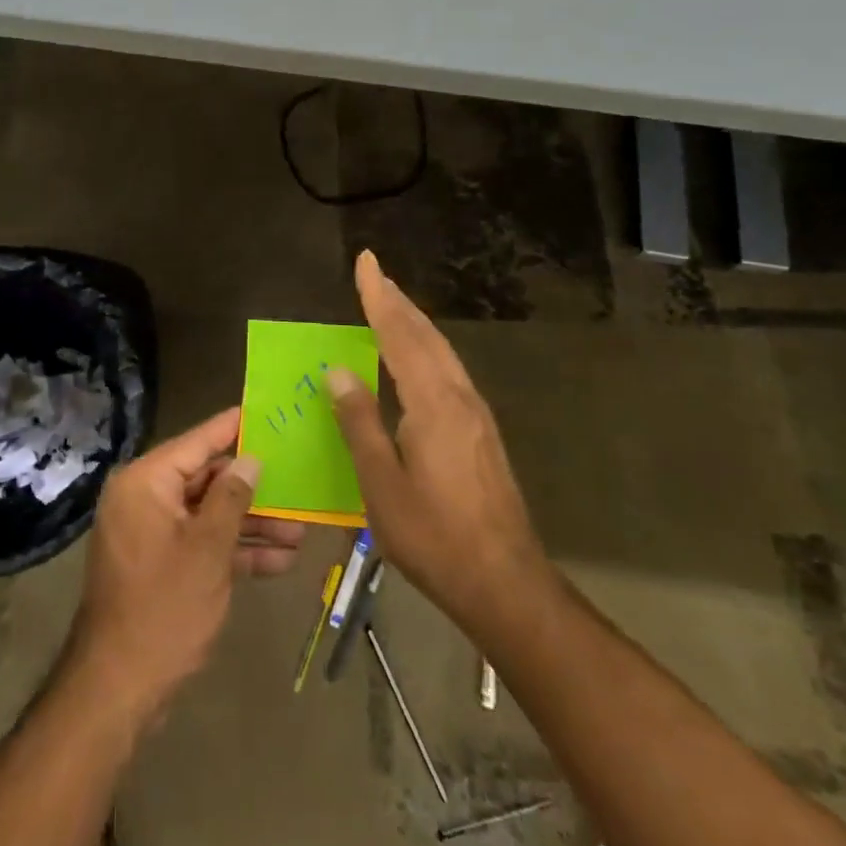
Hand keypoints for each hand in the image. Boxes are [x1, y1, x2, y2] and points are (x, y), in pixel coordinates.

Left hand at [67, 408, 301, 725]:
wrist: (118, 688)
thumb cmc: (164, 607)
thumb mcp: (208, 549)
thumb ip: (231, 498)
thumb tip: (250, 460)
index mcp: (146, 482)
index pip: (197, 442)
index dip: (232, 428)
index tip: (264, 411)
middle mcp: (145, 498)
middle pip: (206, 479)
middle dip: (253, 489)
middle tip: (297, 481)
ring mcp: (152, 533)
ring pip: (209, 515)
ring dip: (251, 524)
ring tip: (301, 531)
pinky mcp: (161, 564)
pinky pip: (201, 543)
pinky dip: (234, 551)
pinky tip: (280, 561)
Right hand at [326, 251, 551, 637]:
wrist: (507, 584)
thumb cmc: (435, 537)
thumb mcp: (382, 484)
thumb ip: (359, 423)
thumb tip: (338, 371)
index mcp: (433, 404)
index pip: (399, 335)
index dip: (378, 296)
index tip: (365, 261)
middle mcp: (458, 397)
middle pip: (425, 335)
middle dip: (397, 301)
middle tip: (373, 273)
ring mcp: (476, 414)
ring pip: (441, 351)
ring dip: (413, 322)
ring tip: (389, 303)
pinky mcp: (482, 432)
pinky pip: (448, 370)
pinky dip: (425, 347)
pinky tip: (415, 359)